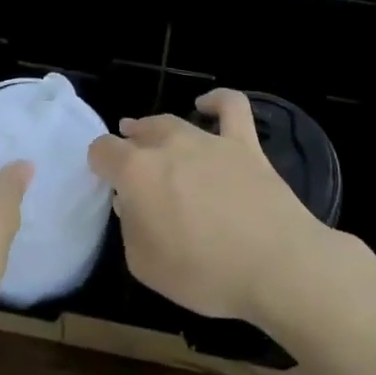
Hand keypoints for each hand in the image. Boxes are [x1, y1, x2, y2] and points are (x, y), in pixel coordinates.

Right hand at [89, 89, 326, 322]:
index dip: (99, 162)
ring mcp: (208, 140)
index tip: (104, 178)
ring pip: (173, 122)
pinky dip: (216, 100)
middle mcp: (169, 146)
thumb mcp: (145, 265)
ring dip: (157, 128)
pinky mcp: (244, 144)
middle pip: (139, 133)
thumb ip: (130, 228)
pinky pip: (230, 106)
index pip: (103, 151)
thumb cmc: (205, 274)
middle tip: (128, 159)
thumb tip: (131, 203)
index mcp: (137, 173)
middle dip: (128, 143)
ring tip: (151, 133)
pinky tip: (206, 104)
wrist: (277, 266)